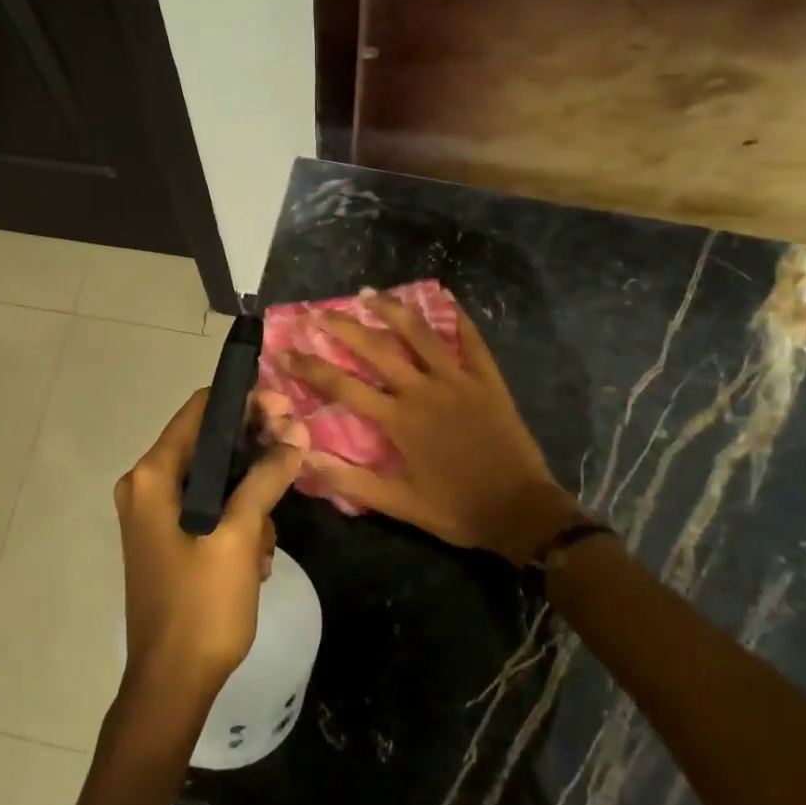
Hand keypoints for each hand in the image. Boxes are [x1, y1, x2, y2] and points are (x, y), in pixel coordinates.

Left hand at [112, 388, 305, 703]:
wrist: (171, 685)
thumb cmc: (202, 606)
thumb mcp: (239, 535)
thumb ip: (266, 477)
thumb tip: (295, 434)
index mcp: (153, 476)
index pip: (201, 410)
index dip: (246, 402)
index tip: (287, 410)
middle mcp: (147, 486)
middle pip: (210, 443)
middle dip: (256, 449)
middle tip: (297, 454)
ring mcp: (155, 514)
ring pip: (216, 479)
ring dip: (251, 496)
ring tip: (269, 538)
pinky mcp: (168, 538)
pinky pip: (210, 508)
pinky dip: (237, 521)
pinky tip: (256, 557)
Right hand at [280, 295, 583, 565]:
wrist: (520, 511)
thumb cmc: (455, 509)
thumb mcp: (399, 504)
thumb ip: (351, 479)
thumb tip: (305, 457)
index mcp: (399, 420)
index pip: (343, 386)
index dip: (310, 367)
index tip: (285, 351)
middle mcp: (424, 391)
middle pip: (377, 349)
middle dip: (344, 327)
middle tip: (319, 311)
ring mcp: (458, 380)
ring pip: (421, 334)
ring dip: (393, 311)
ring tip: (370, 293)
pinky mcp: (488, 380)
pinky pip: (472, 341)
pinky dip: (458, 317)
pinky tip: (445, 297)